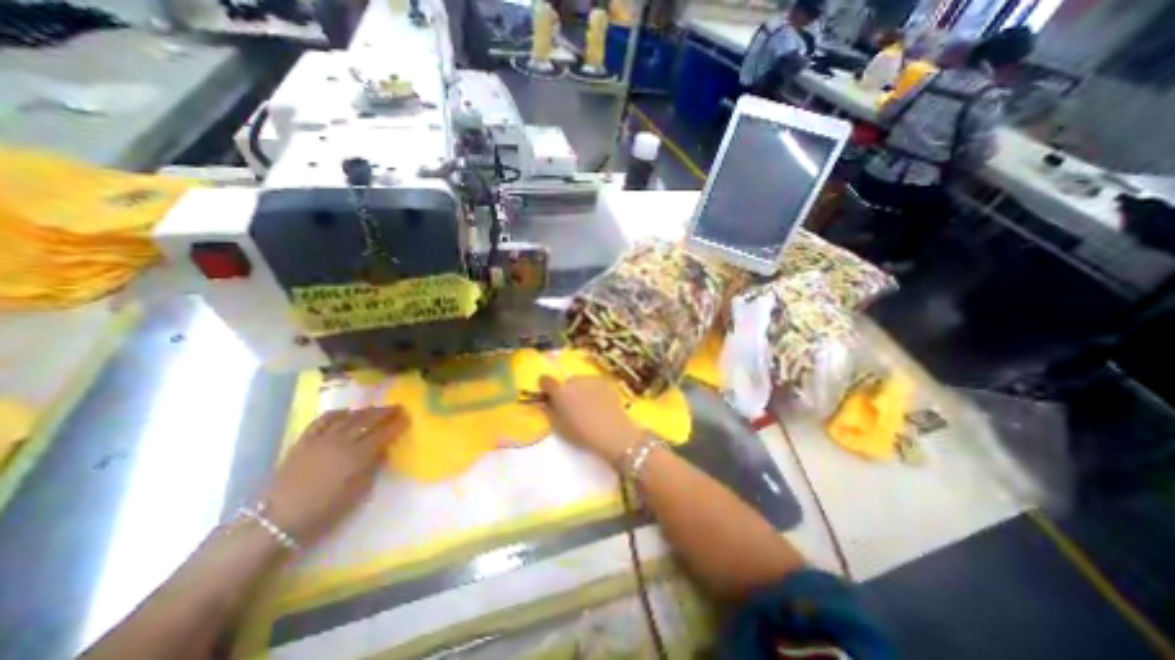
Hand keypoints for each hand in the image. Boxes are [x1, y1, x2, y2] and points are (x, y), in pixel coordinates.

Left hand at [262, 407, 408, 545]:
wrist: (276, 521)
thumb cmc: (324, 512)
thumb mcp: (358, 493)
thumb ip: (373, 468)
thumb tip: (382, 451)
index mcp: (358, 456)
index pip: (384, 433)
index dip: (397, 424)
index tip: (407, 418)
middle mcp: (342, 442)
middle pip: (368, 420)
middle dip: (385, 412)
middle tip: (397, 407)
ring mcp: (322, 439)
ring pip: (348, 417)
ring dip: (365, 411)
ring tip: (376, 409)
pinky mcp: (304, 441)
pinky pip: (322, 421)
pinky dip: (337, 414)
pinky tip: (345, 413)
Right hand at [541, 377, 641, 467]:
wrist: (614, 433)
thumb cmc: (583, 434)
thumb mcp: (560, 427)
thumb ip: (549, 411)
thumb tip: (546, 402)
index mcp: (560, 392)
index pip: (545, 380)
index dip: (546, 388)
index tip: (550, 397)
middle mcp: (574, 380)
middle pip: (565, 383)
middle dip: (567, 392)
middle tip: (573, 408)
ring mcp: (591, 379)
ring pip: (581, 382)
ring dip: (581, 390)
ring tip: (590, 406)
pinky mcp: (605, 381)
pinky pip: (594, 384)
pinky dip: (594, 390)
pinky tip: (601, 404)